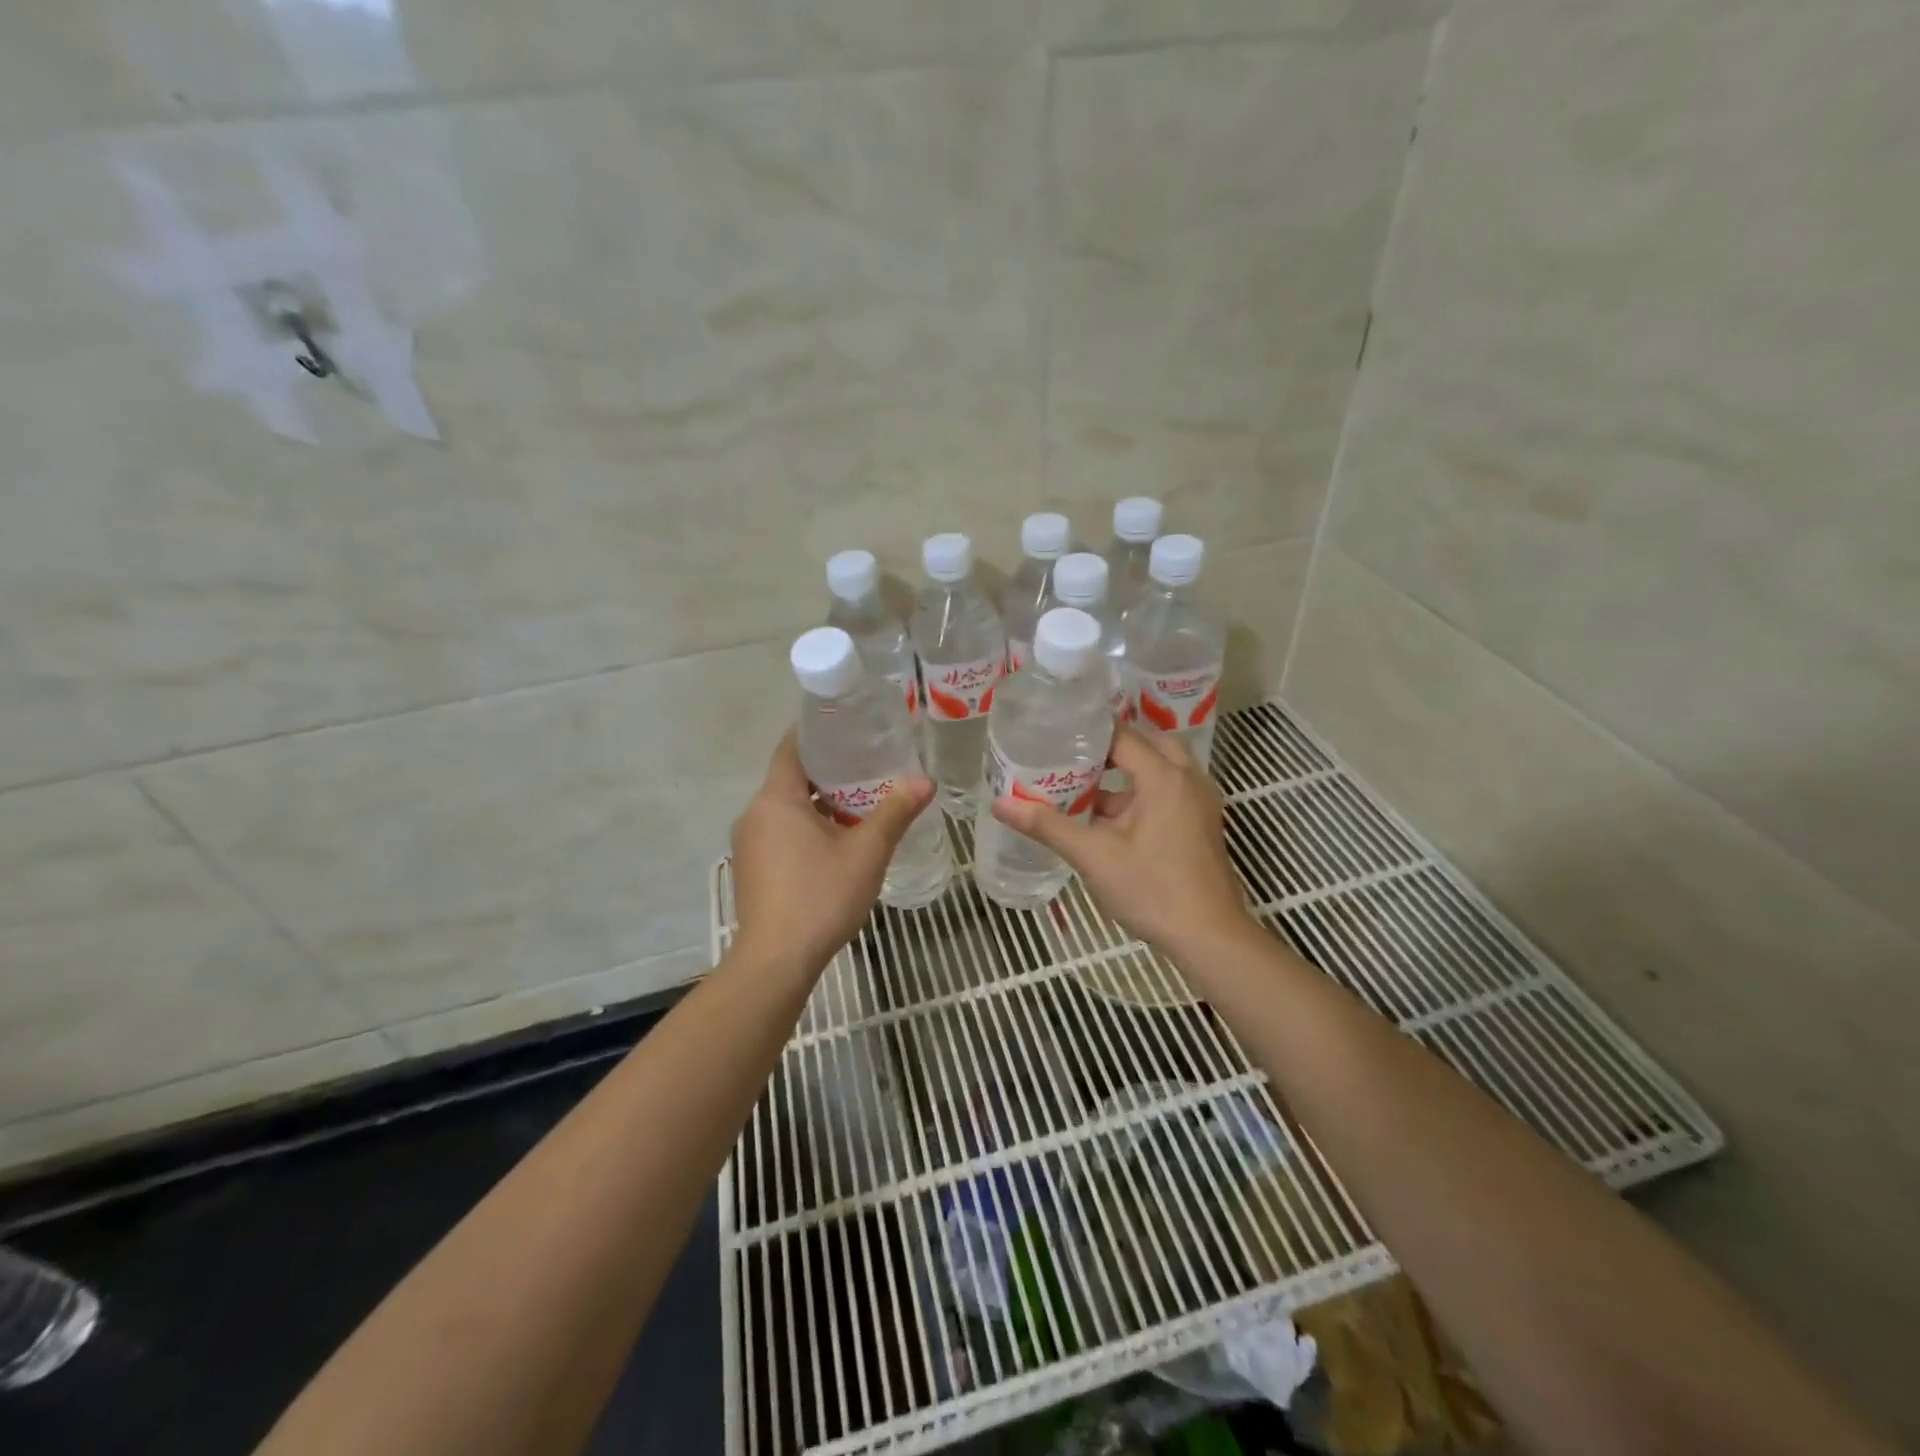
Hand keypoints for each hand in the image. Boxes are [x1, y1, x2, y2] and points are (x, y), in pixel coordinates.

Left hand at [730, 730, 935, 975]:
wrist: (776, 961)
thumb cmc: (821, 896)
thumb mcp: (867, 852)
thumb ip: (895, 812)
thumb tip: (926, 780)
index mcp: (776, 799)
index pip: (792, 747)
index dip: (818, 731)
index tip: (848, 724)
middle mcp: (754, 814)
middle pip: (790, 777)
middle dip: (828, 770)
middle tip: (868, 763)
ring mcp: (748, 844)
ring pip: (785, 808)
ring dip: (818, 802)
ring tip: (859, 801)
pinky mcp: (752, 869)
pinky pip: (779, 832)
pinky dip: (805, 826)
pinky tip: (836, 841)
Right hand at [990, 724, 1252, 955]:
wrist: (1209, 937)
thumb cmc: (1152, 890)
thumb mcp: (1093, 856)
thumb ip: (1047, 825)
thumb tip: (1000, 803)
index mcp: (1163, 777)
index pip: (1122, 736)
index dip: (1088, 734)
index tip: (1055, 736)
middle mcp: (1187, 779)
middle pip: (1146, 746)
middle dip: (1110, 751)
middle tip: (1073, 759)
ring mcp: (1199, 803)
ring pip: (1160, 770)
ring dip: (1126, 774)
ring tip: (1084, 786)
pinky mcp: (1201, 824)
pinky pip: (1169, 791)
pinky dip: (1141, 794)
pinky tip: (1109, 820)